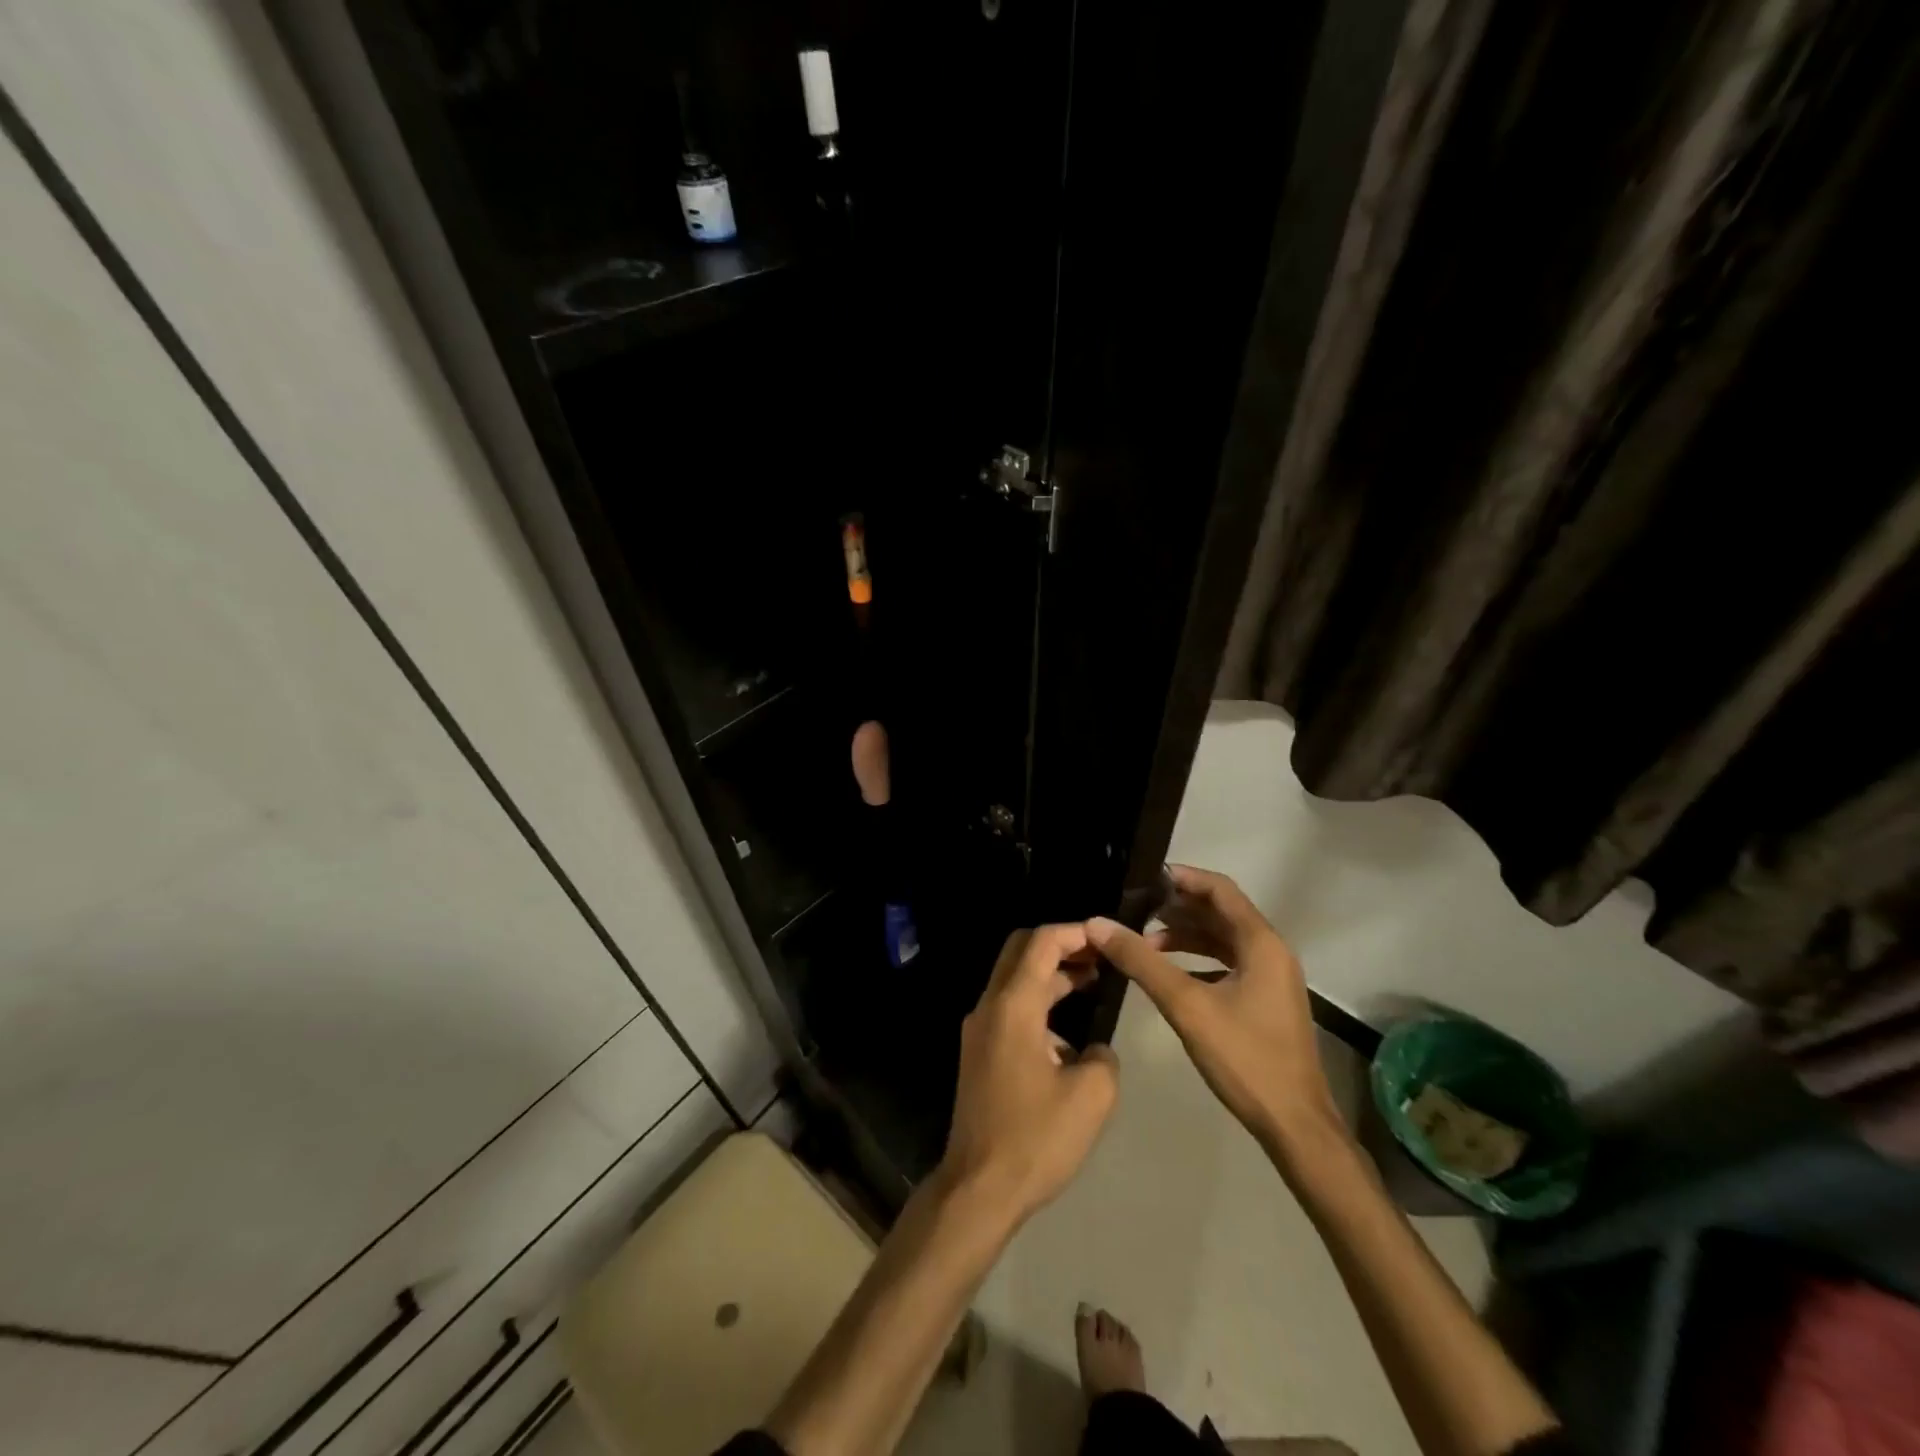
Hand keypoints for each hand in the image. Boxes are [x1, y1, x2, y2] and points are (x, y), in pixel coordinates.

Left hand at [939, 925, 1119, 1225]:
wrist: (978, 1188)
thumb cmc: (1035, 1139)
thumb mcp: (1091, 1097)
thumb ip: (1102, 1056)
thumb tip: (1093, 1050)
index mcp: (1013, 1006)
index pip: (1040, 943)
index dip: (1075, 932)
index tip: (1106, 936)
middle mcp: (989, 1007)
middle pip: (1020, 951)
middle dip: (1060, 946)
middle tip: (1098, 955)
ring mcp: (979, 1030)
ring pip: (1015, 982)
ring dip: (1051, 977)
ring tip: (1093, 984)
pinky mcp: (979, 1053)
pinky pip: (1010, 1010)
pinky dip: (1039, 1005)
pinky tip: (1068, 1037)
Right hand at [1087, 865, 1343, 1154]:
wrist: (1295, 1125)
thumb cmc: (1245, 1058)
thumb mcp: (1186, 1005)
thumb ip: (1141, 962)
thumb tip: (1097, 924)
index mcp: (1261, 942)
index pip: (1220, 889)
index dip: (1183, 877)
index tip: (1144, 878)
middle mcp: (1271, 951)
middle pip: (1220, 912)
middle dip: (1178, 907)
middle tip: (1134, 908)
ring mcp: (1271, 977)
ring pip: (1223, 940)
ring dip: (1186, 935)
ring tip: (1144, 940)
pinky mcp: (1266, 1000)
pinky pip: (1228, 963)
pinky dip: (1198, 959)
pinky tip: (1169, 973)